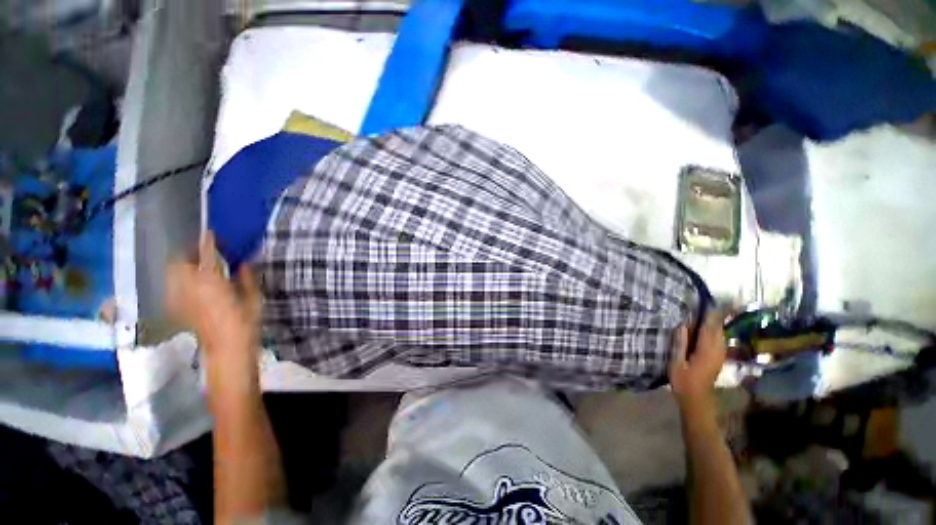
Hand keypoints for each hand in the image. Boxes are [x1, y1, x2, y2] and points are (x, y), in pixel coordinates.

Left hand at [165, 232, 260, 353]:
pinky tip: (193, 285)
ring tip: (198, 267)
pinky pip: (173, 285)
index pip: (206, 254)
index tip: (212, 234)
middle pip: (180, 261)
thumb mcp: (253, 298)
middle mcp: (188, 286)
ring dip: (184, 265)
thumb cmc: (245, 323)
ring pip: (172, 272)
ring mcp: (179, 298)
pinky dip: (180, 279)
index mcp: (210, 281)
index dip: (208, 242)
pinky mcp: (176, 308)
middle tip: (206, 253)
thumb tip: (244, 263)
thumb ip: (246, 278)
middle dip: (191, 253)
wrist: (226, 349)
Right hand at [669, 310, 726, 410]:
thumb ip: (680, 343)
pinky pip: (718, 339)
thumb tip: (683, 325)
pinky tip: (704, 328)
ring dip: (713, 322)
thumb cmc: (683, 382)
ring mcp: (720, 354)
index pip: (710, 327)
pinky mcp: (718, 357)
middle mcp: (717, 350)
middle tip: (703, 302)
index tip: (707, 299)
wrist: (697, 400)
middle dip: (713, 315)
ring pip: (719, 333)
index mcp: (707, 350)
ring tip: (703, 312)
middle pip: (718, 328)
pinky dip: (713, 330)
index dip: (710, 313)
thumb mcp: (676, 363)